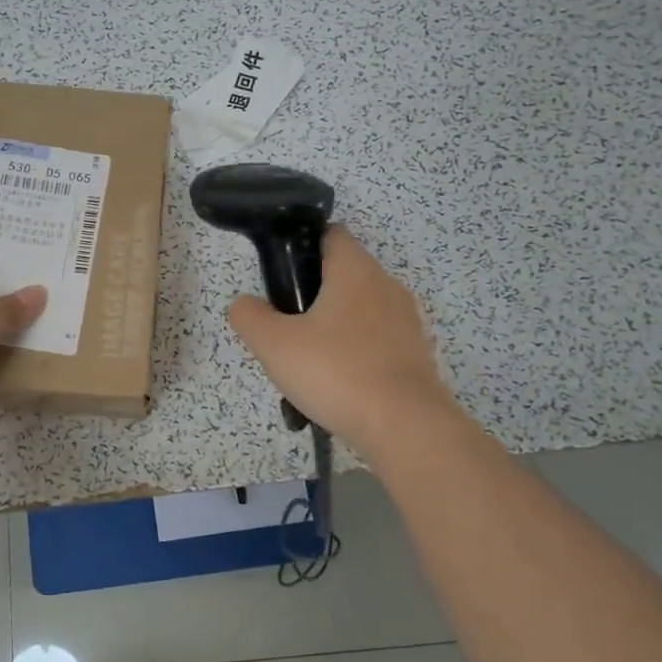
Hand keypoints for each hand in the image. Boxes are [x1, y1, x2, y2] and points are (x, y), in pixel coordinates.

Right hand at [227, 225, 452, 455]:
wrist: (404, 427)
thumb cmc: (336, 371)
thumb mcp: (274, 343)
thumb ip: (250, 316)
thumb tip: (246, 305)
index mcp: (355, 270)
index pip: (330, 234)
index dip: (302, 246)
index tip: (281, 275)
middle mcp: (386, 286)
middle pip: (343, 275)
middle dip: (312, 295)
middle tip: (285, 327)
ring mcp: (406, 322)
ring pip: (359, 312)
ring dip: (332, 329)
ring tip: (307, 364)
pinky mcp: (415, 355)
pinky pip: (376, 343)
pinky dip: (355, 355)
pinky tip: (336, 386)